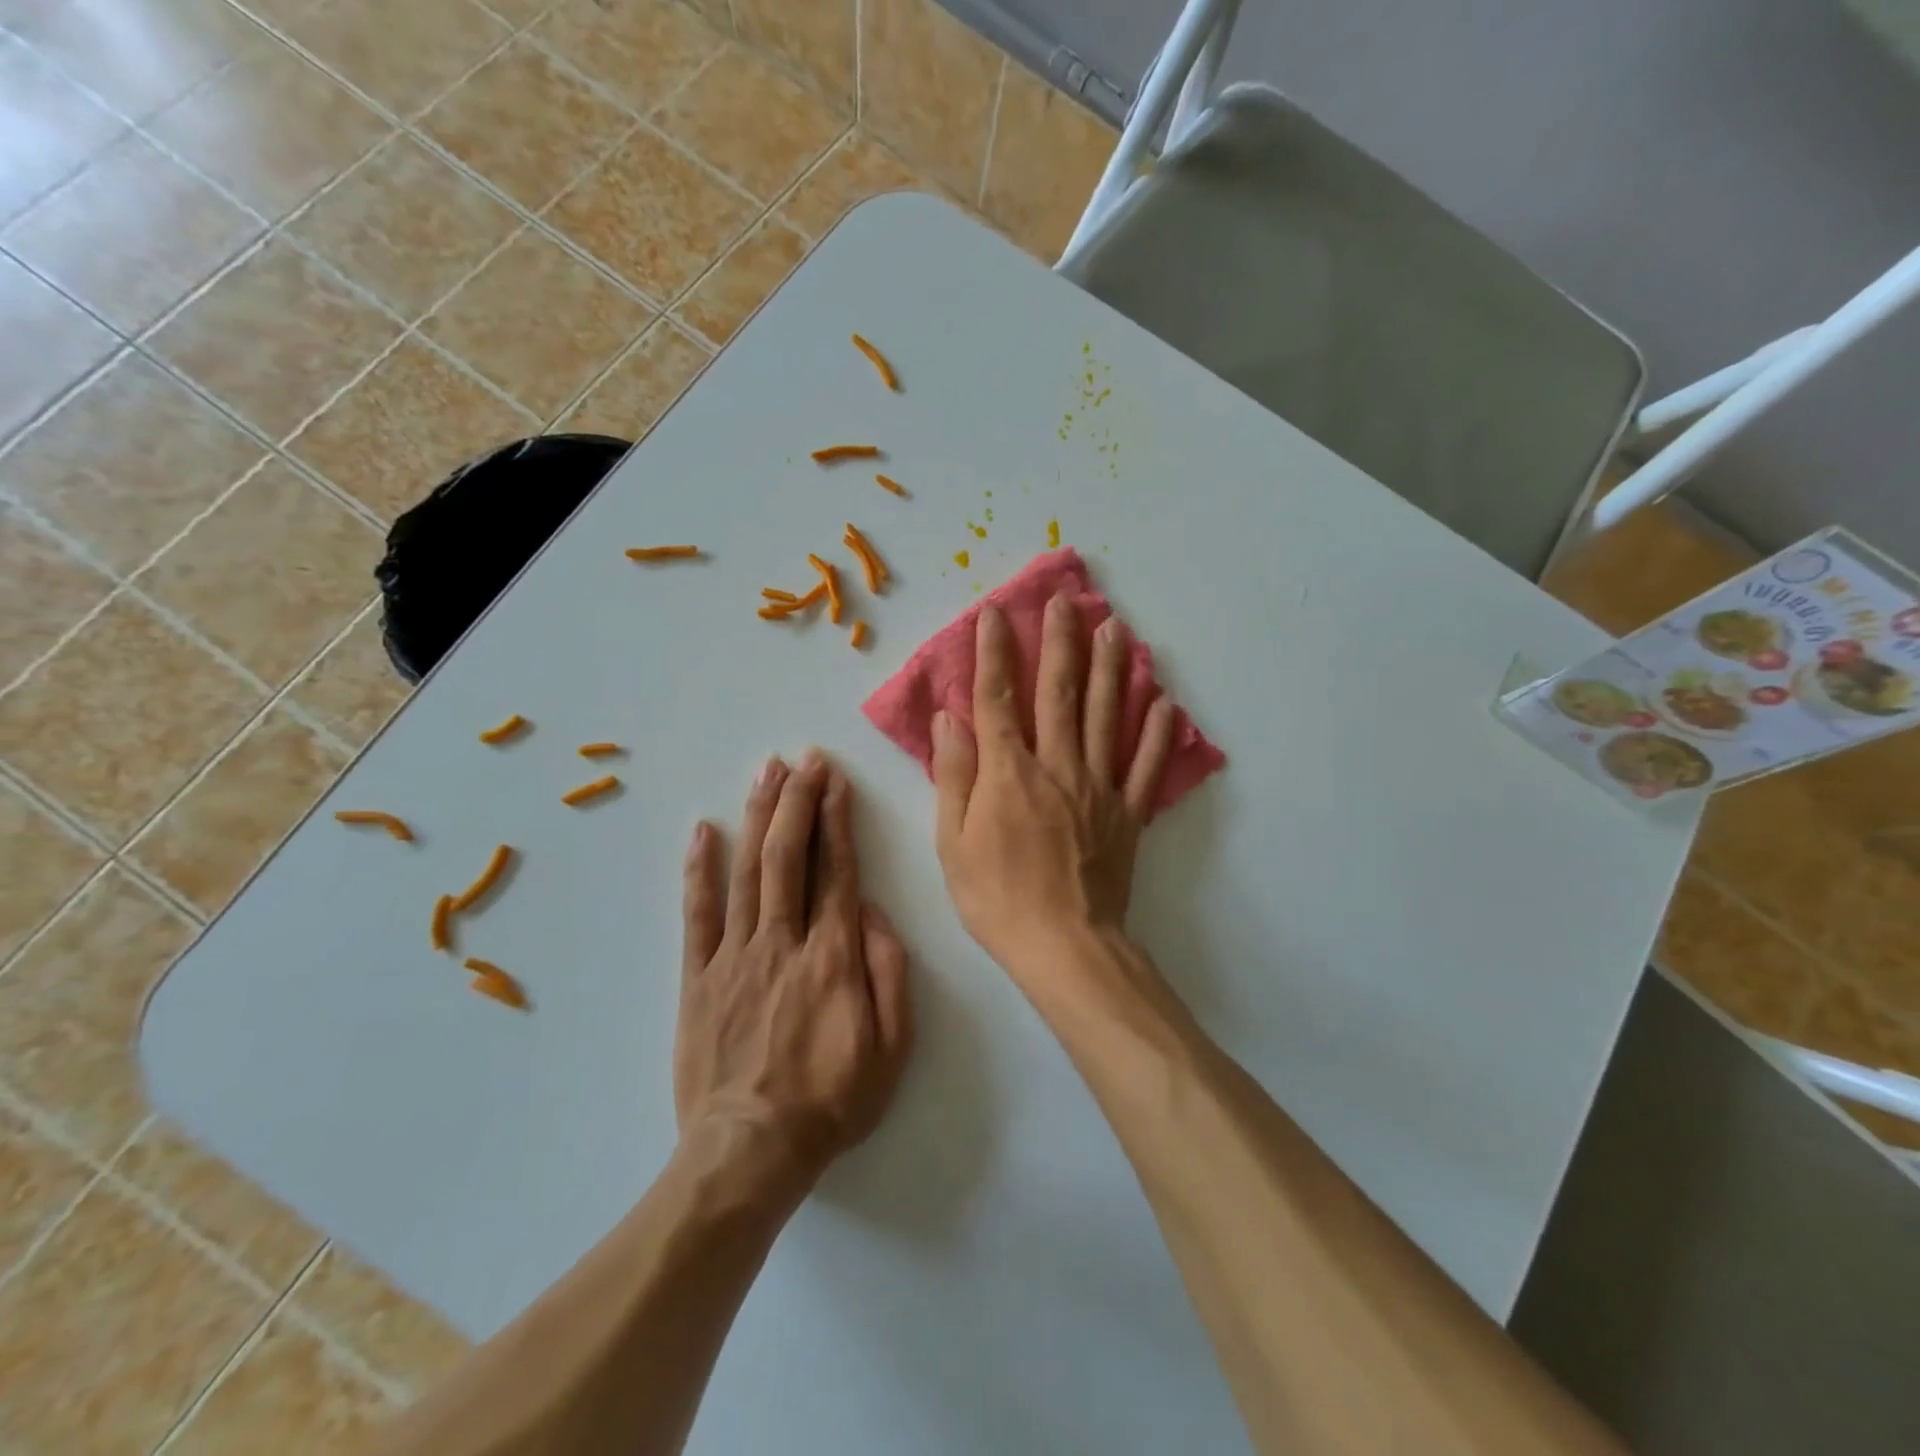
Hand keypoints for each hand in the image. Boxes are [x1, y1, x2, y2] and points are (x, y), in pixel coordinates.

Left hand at [676, 754, 912, 1196]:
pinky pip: (698, 914)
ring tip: (765, 773)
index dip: (837, 820)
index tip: (836, 781)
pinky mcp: (699, 977)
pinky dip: (700, 869)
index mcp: (834, 957)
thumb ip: (889, 973)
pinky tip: (704, 831)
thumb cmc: (832, 1101)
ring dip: (758, 817)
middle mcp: (784, 941)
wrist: (750, 1152)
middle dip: (798, 801)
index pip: (837, 871)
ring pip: (748, 872)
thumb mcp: (892, 1048)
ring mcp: (735, 956)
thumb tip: (874, 913)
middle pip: (789, 856)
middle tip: (803, 760)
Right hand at [932, 595, 1176, 985]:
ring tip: (1116, 628)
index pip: (998, 699)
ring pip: (1108, 716)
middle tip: (1066, 600)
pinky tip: (1165, 701)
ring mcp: (1099, 788)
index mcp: (1009, 773)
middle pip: (1060, 694)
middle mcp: (1058, 766)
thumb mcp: (953, 842)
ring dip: (1112, 669)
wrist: (1064, 946)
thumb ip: (955, 775)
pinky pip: (1145, 766)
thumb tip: (950, 719)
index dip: (995, 653)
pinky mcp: (1128, 814)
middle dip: (1061, 642)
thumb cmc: (997, 898)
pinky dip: (1157, 733)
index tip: (996, 614)